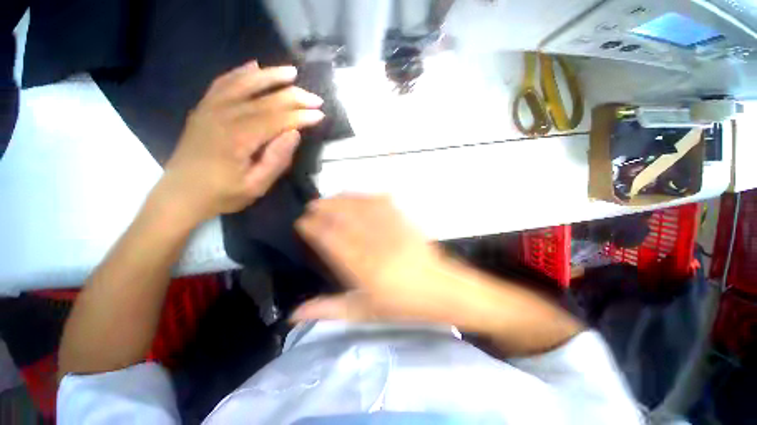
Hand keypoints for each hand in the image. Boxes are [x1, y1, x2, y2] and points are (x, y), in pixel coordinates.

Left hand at [159, 61, 324, 223]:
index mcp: (239, 138)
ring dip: (270, 76)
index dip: (301, 116)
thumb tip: (295, 134)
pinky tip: (253, 65)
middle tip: (316, 98)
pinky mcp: (204, 108)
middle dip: (294, 97)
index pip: (277, 119)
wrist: (180, 194)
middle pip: (265, 99)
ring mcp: (211, 108)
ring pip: (244, 84)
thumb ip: (276, 160)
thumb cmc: (222, 194)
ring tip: (291, 71)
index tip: (320, 115)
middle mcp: (224, 116)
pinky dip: (239, 72)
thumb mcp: (255, 186)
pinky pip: (223, 83)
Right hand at [292, 195, 459, 323]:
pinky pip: (384, 204)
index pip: (332, 240)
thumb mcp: (364, 312)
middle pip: (346, 218)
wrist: (440, 290)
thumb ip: (329, 309)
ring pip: (362, 207)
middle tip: (312, 204)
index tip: (302, 222)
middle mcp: (375, 244)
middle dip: (325, 208)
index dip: (314, 228)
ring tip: (331, 196)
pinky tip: (360, 196)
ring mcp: (392, 230)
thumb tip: (293, 314)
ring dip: (344, 199)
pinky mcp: (405, 223)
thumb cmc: (402, 305)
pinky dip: (368, 197)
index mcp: (363, 268)